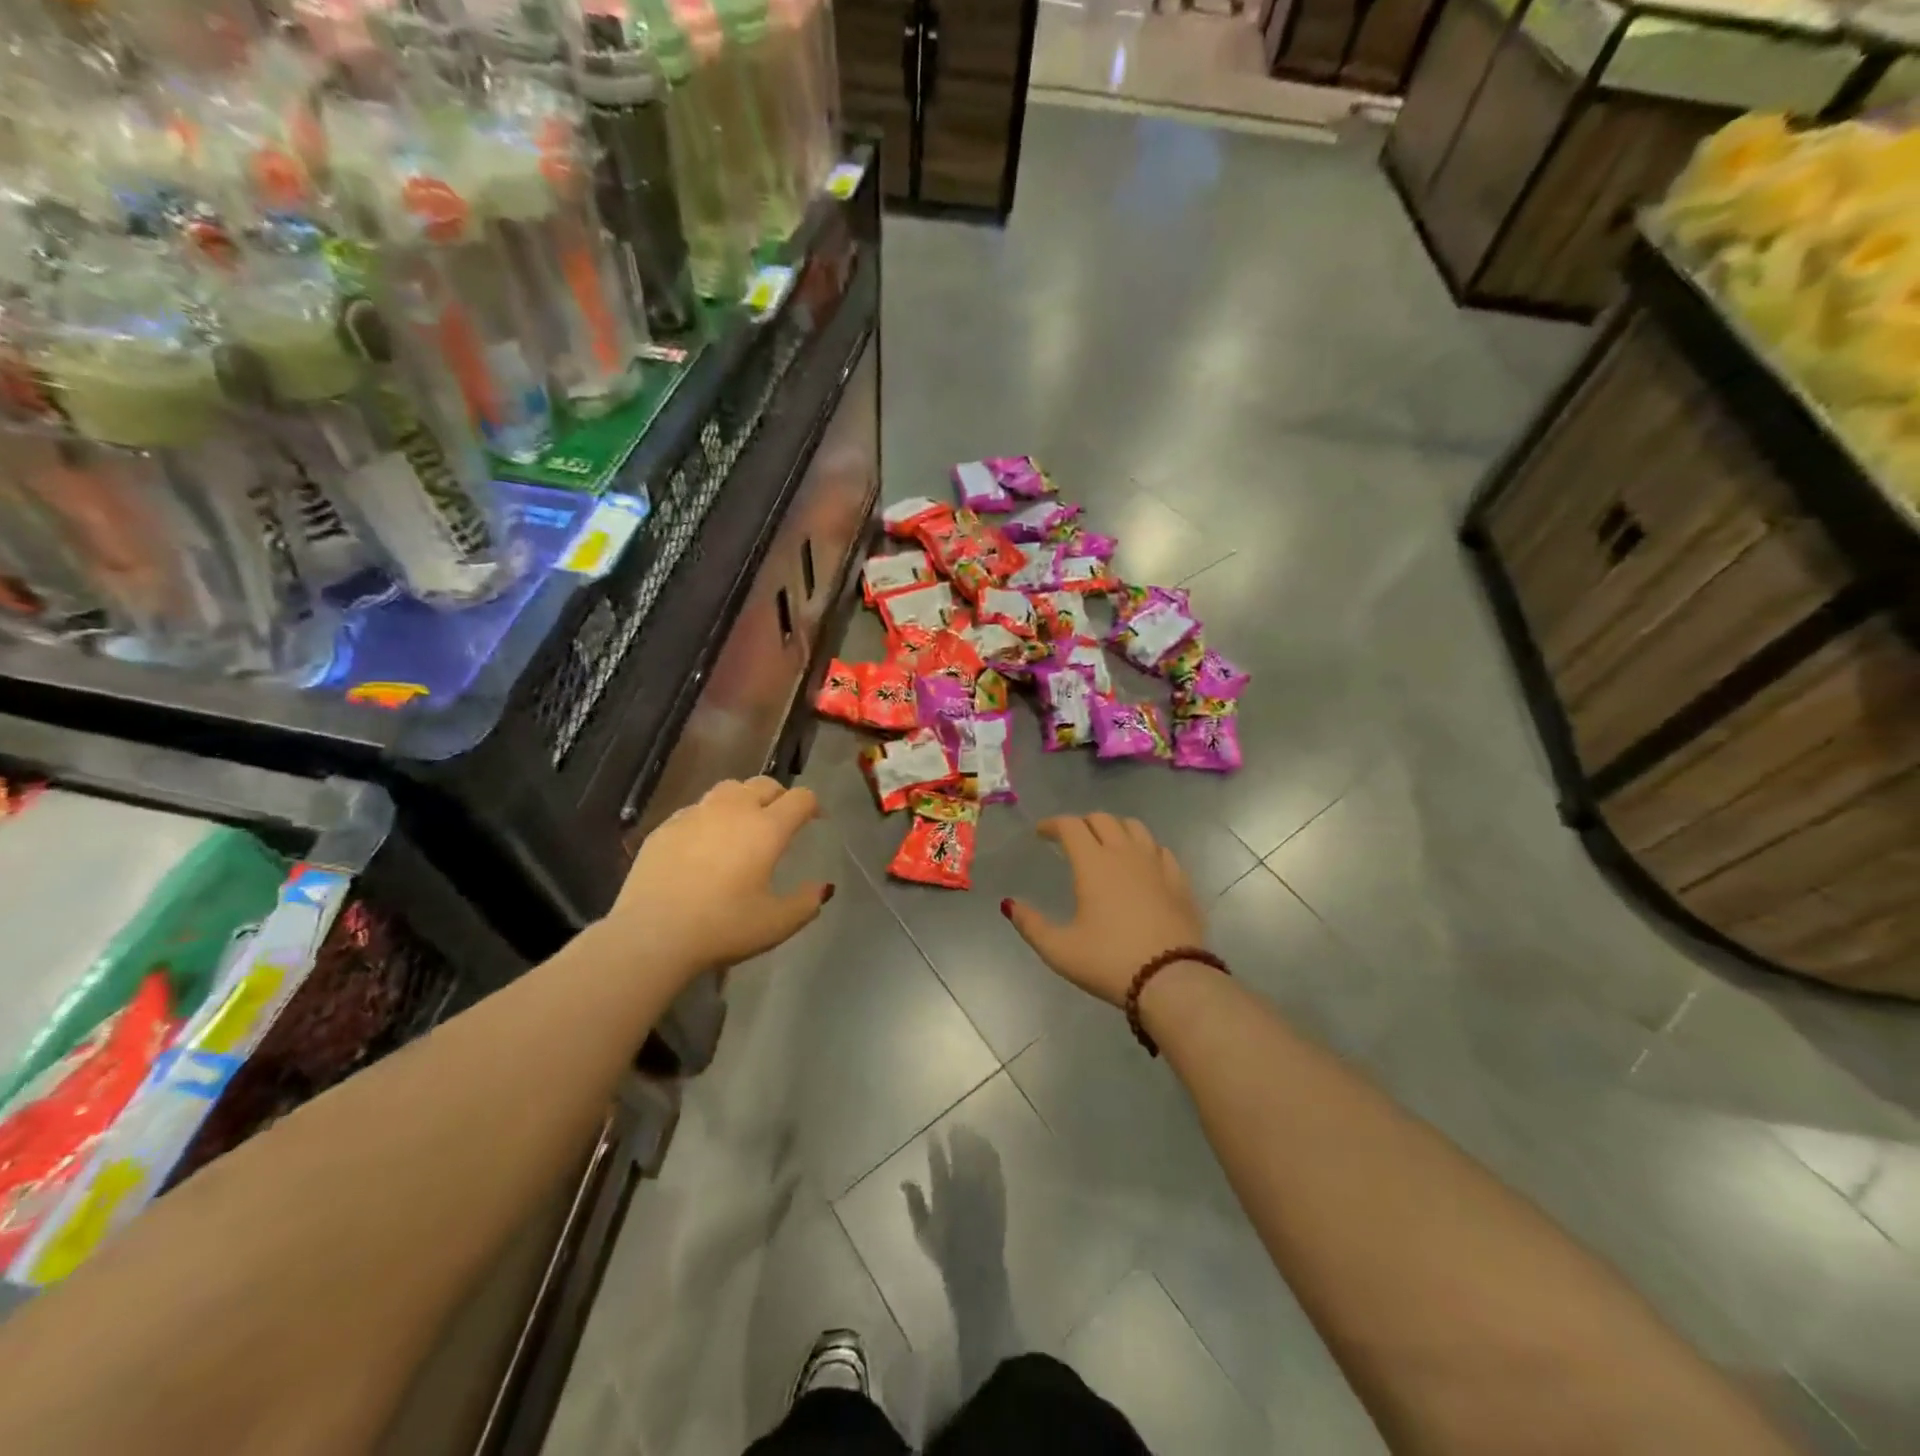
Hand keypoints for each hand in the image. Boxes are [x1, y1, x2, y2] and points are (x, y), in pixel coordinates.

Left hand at [611, 777, 831, 978]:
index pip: (800, 798)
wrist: (652, 935)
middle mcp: (734, 810)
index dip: (812, 805)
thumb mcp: (776, 924)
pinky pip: (696, 809)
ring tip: (742, 824)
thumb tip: (821, 888)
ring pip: (728, 789)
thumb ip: (806, 903)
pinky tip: (704, 843)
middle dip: (779, 796)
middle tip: (781, 819)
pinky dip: (709, 817)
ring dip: (743, 799)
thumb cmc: (723, 927)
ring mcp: (695, 815)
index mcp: (767, 829)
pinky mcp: (665, 827)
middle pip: (764, 784)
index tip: (815, 820)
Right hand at [1003, 814, 1206, 1005]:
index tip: (1041, 833)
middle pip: (1102, 819)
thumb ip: (1031, 924)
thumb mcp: (1059, 950)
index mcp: (1093, 864)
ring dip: (1115, 828)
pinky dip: (1145, 847)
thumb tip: (1009, 904)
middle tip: (1070, 839)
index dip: (1052, 824)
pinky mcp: (1180, 881)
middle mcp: (1125, 854)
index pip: (1070, 825)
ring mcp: (1156, 865)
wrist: (1171, 980)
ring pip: (1135, 827)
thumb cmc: (1109, 962)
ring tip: (1106, 844)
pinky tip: (1141, 863)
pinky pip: (1160, 850)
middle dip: (1082, 823)